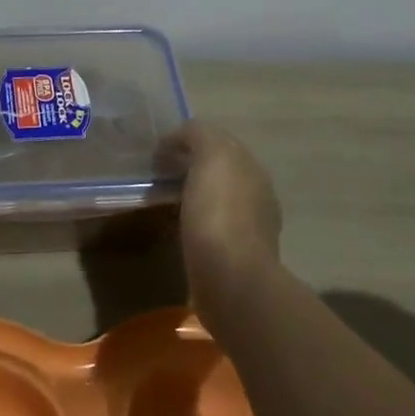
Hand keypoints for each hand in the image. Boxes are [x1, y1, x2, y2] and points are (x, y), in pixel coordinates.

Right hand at [159, 122, 281, 306]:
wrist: (231, 280)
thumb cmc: (219, 213)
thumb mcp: (211, 156)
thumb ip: (198, 135)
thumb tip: (180, 137)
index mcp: (252, 168)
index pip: (219, 141)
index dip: (188, 140)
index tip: (159, 151)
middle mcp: (257, 194)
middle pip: (219, 170)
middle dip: (191, 167)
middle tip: (157, 174)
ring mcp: (250, 228)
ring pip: (216, 199)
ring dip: (194, 196)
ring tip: (163, 201)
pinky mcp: (236, 258)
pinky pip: (212, 228)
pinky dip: (195, 223)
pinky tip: (178, 229)